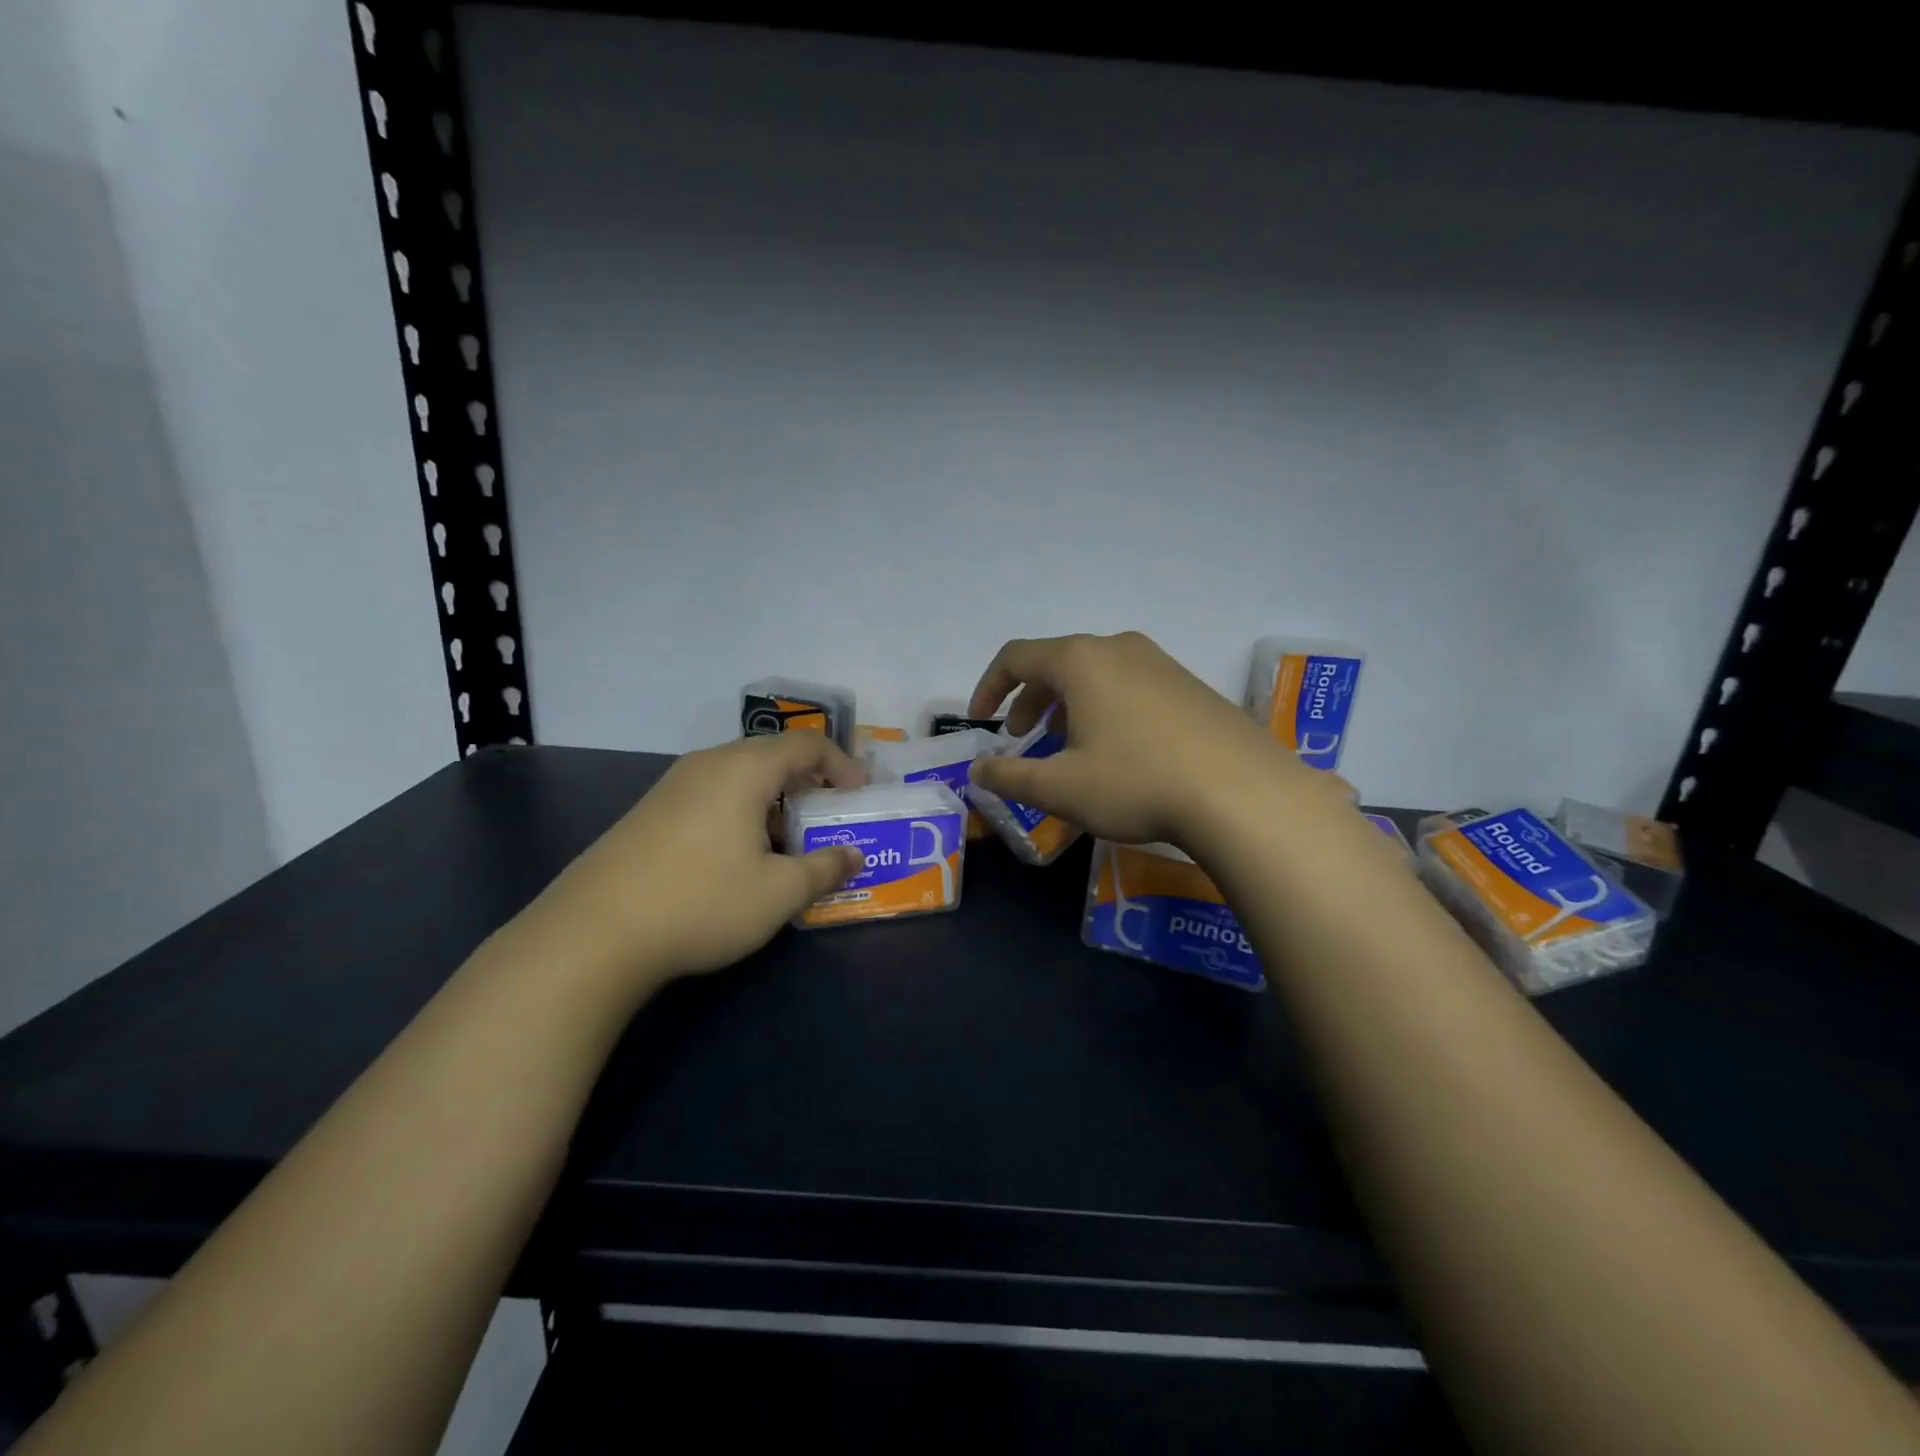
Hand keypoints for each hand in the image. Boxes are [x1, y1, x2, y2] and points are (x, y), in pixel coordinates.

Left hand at [534, 731, 867, 994]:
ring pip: (741, 776)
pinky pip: (713, 795)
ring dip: (775, 800)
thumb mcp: (778, 893)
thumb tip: (854, 856)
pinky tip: (740, 857)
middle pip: (773, 755)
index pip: (807, 744)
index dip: (842, 765)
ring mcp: (674, 786)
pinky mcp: (651, 812)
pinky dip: (743, 812)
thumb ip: (824, 869)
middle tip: (830, 815)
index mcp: (745, 769)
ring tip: (789, 842)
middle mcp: (709, 764)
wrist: (593, 934)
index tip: (860, 795)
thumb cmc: (701, 902)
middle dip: (810, 781)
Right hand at [967, 631, 1315, 848]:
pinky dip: (1105, 708)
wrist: (1243, 793)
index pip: (1016, 657)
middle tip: (1023, 739)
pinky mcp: (1190, 684)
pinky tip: (1119, 751)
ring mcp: (1160, 663)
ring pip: (1096, 675)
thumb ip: (1010, 777)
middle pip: (1057, 663)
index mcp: (1080, 661)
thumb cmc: (1136, 782)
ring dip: (1068, 706)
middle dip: (1030, 700)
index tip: (981, 722)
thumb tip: (977, 771)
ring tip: (1069, 748)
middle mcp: (1118, 648)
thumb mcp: (1061, 788)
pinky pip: (1130, 686)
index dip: (989, 687)